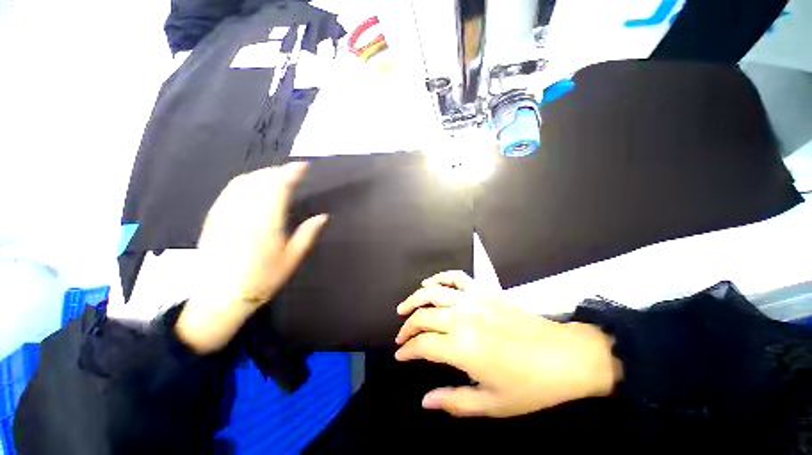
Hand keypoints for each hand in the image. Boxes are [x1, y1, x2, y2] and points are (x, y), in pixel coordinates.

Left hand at [176, 163, 327, 353]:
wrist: (220, 299)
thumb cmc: (262, 280)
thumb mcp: (293, 259)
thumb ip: (308, 234)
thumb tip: (323, 216)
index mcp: (266, 220)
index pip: (279, 186)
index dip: (292, 172)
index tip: (304, 165)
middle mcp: (243, 211)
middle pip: (260, 179)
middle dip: (278, 171)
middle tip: (293, 172)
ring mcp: (224, 213)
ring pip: (242, 182)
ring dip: (261, 174)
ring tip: (276, 176)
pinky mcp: (213, 218)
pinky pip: (229, 190)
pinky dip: (245, 182)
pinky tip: (252, 188)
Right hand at [395, 271, 621, 417]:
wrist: (564, 355)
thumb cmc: (530, 385)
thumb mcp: (492, 404)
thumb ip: (454, 401)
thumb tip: (424, 401)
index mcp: (463, 347)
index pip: (423, 345)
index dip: (407, 350)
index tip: (400, 356)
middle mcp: (463, 317)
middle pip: (423, 316)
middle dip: (407, 327)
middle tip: (402, 337)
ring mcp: (473, 299)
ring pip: (433, 292)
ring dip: (415, 299)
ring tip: (404, 307)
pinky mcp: (484, 290)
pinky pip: (456, 277)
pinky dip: (440, 278)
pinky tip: (430, 284)